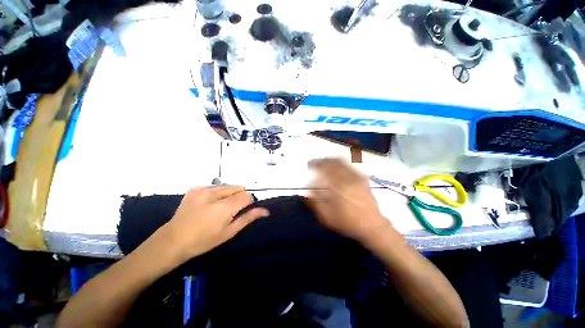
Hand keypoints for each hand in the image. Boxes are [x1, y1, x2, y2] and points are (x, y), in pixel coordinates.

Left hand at [164, 186, 268, 261]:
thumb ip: (246, 219)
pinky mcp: (193, 189)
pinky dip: (214, 193)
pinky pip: (210, 187)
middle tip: (233, 212)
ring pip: (223, 186)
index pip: (246, 196)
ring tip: (220, 209)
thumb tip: (264, 211)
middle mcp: (214, 193)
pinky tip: (209, 205)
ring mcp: (201, 189)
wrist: (176, 238)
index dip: (249, 203)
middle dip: (239, 197)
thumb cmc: (204, 241)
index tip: (245, 212)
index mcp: (225, 206)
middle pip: (235, 188)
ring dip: (227, 194)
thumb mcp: (228, 233)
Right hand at [308, 159, 394, 244]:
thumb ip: (315, 203)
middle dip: (325, 161)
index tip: (310, 165)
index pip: (325, 167)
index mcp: (338, 185)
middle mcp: (348, 177)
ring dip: (334, 161)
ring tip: (328, 165)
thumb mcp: (327, 217)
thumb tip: (308, 191)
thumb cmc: (347, 223)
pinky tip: (341, 171)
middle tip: (318, 164)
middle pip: (335, 162)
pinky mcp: (364, 181)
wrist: (371, 225)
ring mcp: (358, 178)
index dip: (316, 163)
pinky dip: (344, 166)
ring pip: (344, 163)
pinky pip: (352, 168)